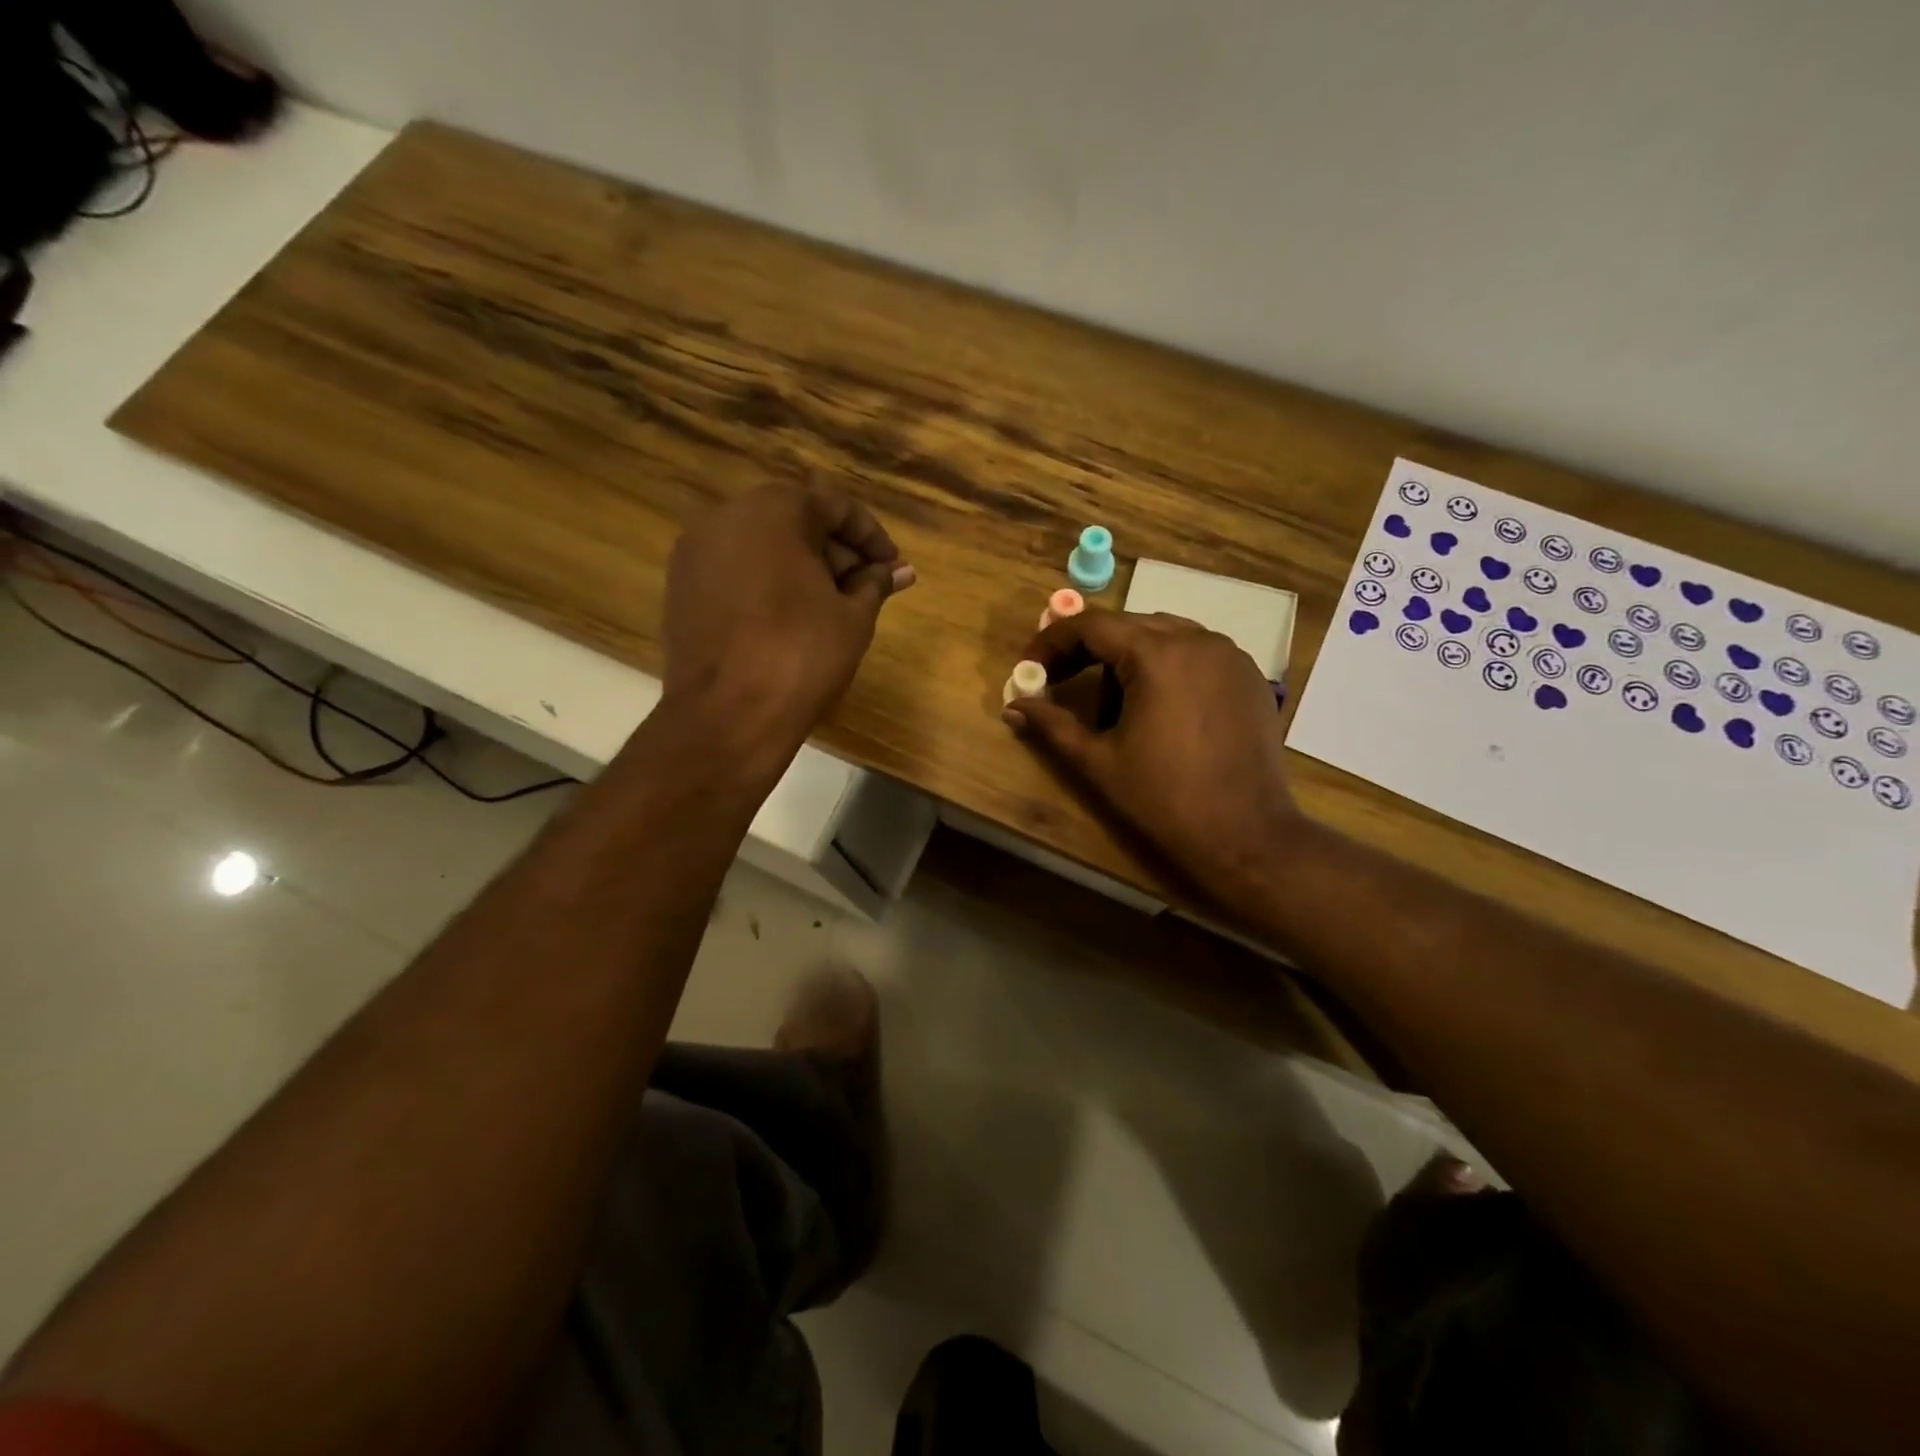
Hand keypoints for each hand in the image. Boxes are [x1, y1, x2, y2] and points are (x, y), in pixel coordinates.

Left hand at [660, 480, 913, 768]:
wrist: (727, 716)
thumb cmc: (801, 656)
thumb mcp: (853, 617)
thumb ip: (874, 583)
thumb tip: (897, 570)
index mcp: (773, 510)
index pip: (834, 506)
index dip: (871, 537)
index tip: (893, 568)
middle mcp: (726, 517)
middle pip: (795, 521)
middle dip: (836, 551)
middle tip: (866, 588)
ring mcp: (696, 552)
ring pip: (762, 545)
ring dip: (802, 567)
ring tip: (832, 606)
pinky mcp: (681, 587)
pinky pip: (736, 571)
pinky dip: (767, 584)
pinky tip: (790, 618)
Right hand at [1004, 609, 1298, 906]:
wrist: (1246, 834)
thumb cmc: (1164, 798)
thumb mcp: (1099, 761)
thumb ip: (1052, 725)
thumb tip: (1012, 707)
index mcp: (1156, 654)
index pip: (1090, 625)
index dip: (1052, 642)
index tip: (1030, 667)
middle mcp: (1196, 639)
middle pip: (1127, 626)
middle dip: (1088, 650)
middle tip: (1060, 682)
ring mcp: (1229, 654)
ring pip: (1163, 635)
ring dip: (1128, 657)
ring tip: (1113, 703)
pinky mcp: (1249, 675)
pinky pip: (1196, 652)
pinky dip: (1167, 666)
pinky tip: (1159, 706)